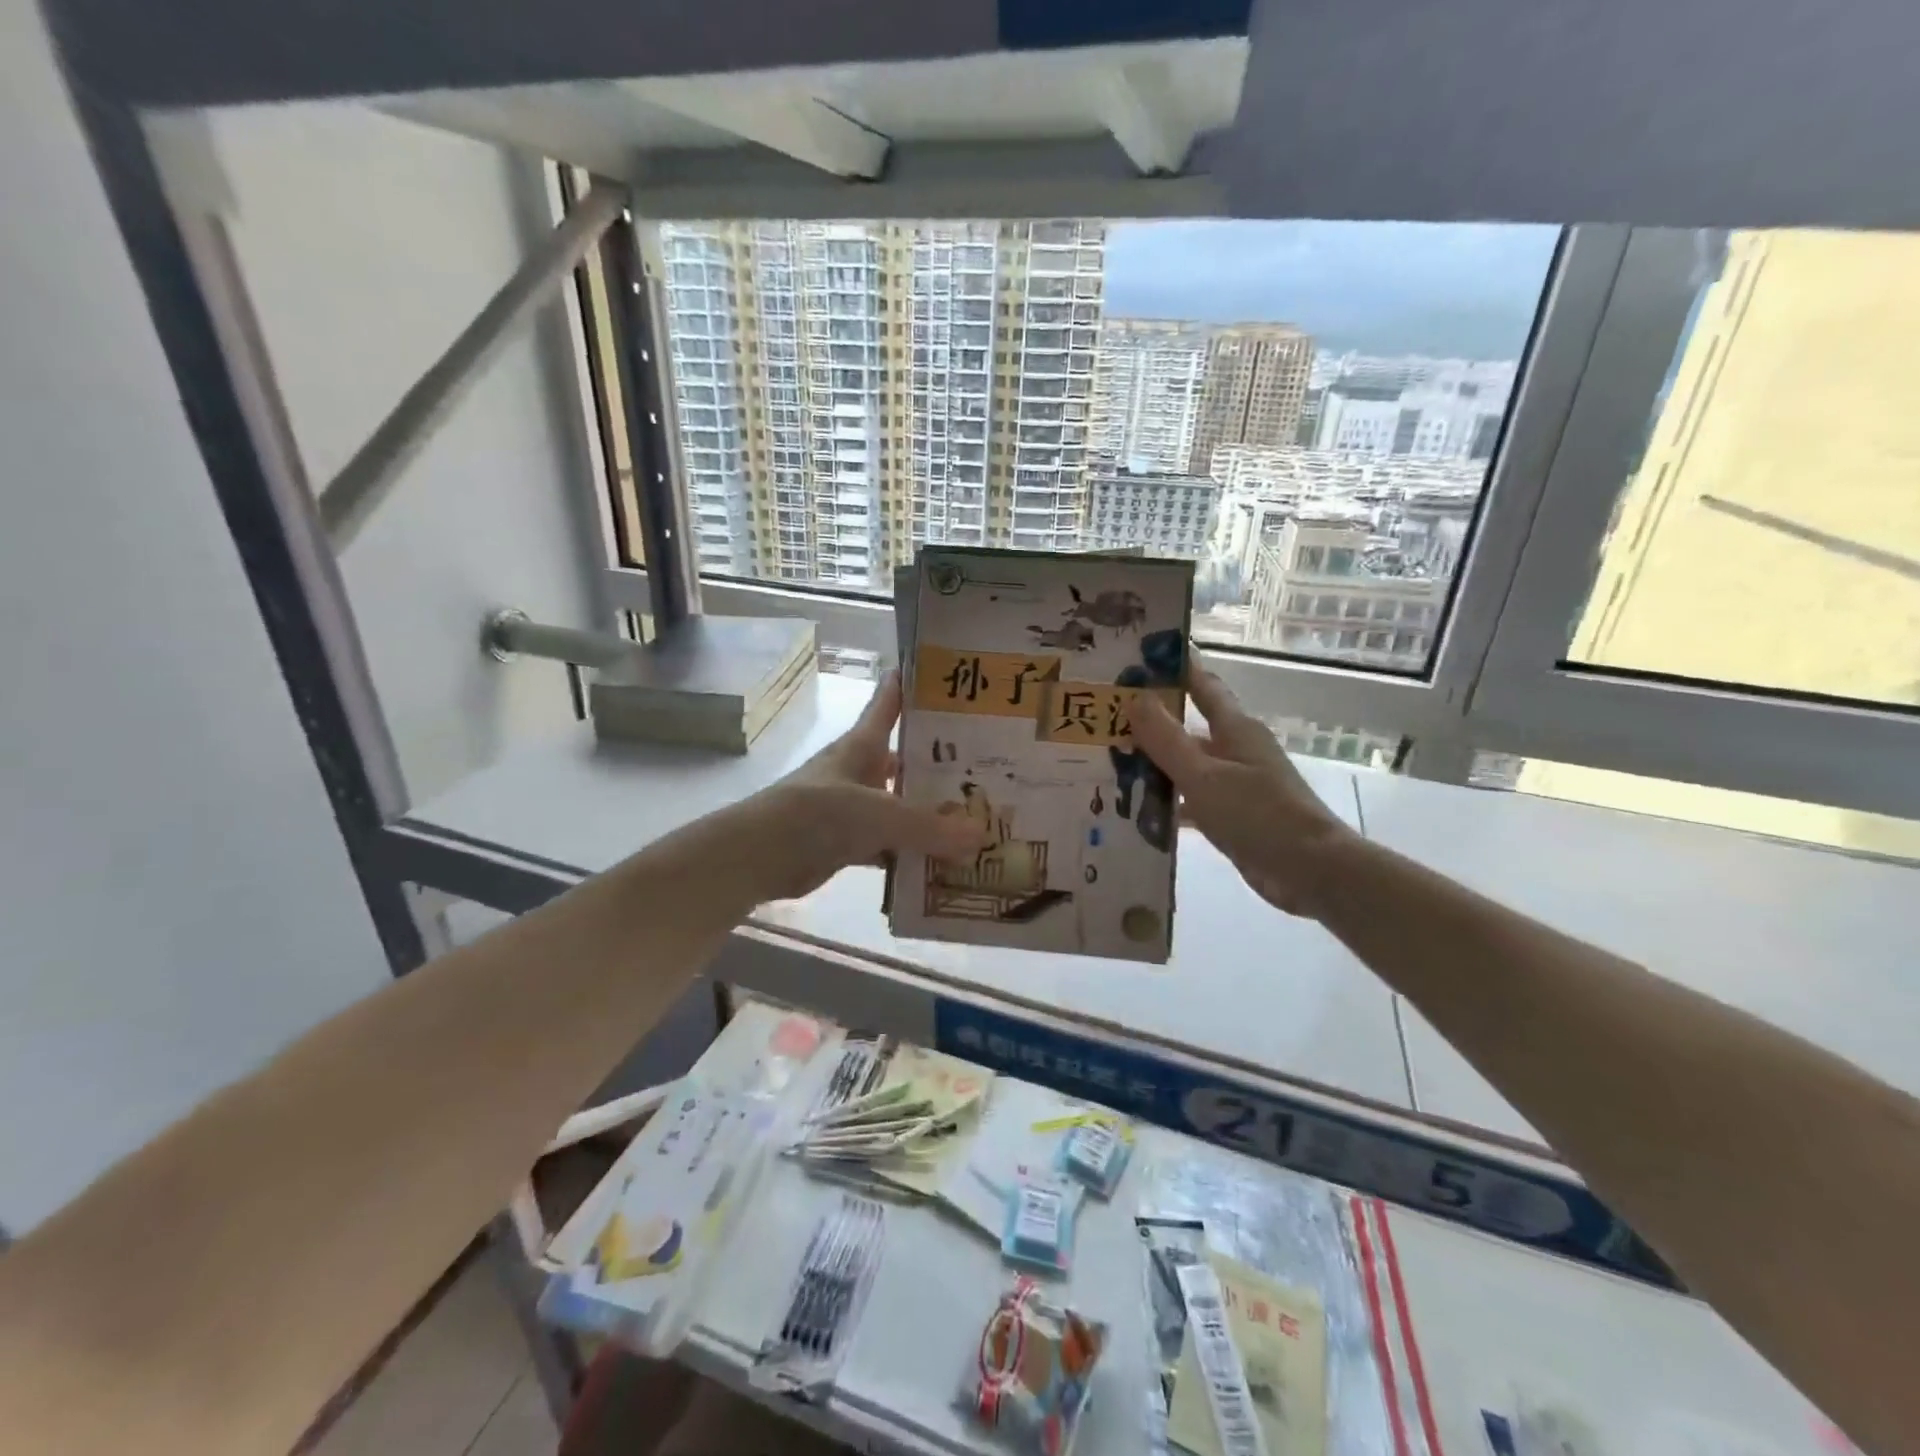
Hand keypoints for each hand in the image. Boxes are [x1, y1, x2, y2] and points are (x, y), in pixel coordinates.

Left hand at [738, 672, 984, 901]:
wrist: (758, 856)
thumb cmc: (817, 814)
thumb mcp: (879, 814)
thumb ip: (930, 826)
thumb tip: (981, 836)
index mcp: (861, 746)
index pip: (888, 704)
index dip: (909, 686)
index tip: (943, 674)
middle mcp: (858, 770)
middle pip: (904, 758)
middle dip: (939, 763)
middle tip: (986, 767)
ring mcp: (851, 807)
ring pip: (898, 805)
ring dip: (928, 813)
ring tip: (974, 818)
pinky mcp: (845, 842)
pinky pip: (887, 844)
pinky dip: (909, 852)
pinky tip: (940, 862)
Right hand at [1131, 665, 1359, 918]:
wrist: (1310, 870)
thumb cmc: (1258, 814)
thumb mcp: (1204, 775)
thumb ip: (1167, 739)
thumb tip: (1136, 698)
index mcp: (1235, 729)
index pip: (1202, 685)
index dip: (1176, 668)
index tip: (1140, 655)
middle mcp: (1235, 750)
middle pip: (1188, 728)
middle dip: (1150, 722)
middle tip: (1103, 718)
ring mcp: (1235, 784)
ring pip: (1186, 766)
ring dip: (1153, 765)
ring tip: (1106, 763)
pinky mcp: (1233, 815)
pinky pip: (1191, 800)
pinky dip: (1167, 802)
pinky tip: (1135, 810)